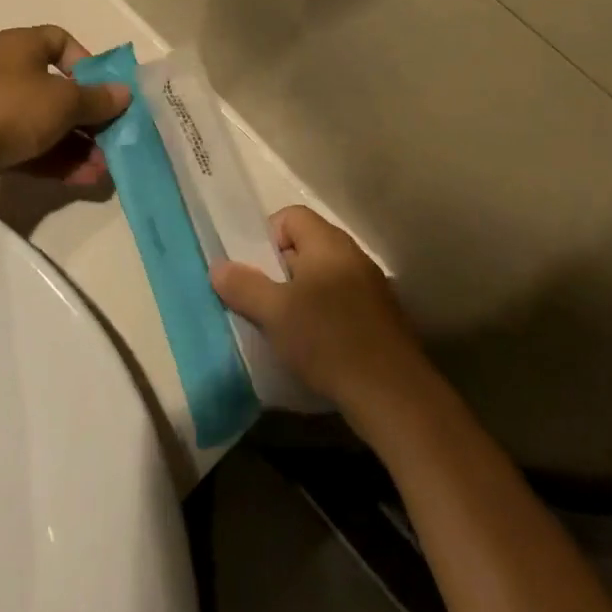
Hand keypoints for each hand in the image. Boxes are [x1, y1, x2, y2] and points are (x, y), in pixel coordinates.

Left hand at [0, 26, 130, 201]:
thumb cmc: (10, 108)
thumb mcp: (64, 101)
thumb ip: (97, 99)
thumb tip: (123, 93)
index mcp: (22, 46)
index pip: (60, 40)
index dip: (86, 62)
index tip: (103, 88)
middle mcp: (8, 72)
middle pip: (58, 89)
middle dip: (88, 116)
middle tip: (112, 138)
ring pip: (46, 123)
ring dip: (77, 145)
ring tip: (103, 169)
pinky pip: (30, 148)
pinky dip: (56, 161)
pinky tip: (83, 180)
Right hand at [211, 206, 424, 412]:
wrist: (393, 394)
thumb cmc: (328, 340)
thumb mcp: (275, 313)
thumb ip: (243, 286)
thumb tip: (218, 267)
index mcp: (328, 243)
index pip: (290, 217)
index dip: (266, 238)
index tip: (255, 272)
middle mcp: (352, 256)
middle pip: (305, 247)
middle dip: (279, 271)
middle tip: (263, 303)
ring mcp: (371, 287)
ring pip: (323, 278)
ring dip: (300, 297)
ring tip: (284, 329)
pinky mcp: (380, 319)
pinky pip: (341, 303)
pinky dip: (323, 317)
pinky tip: (314, 348)